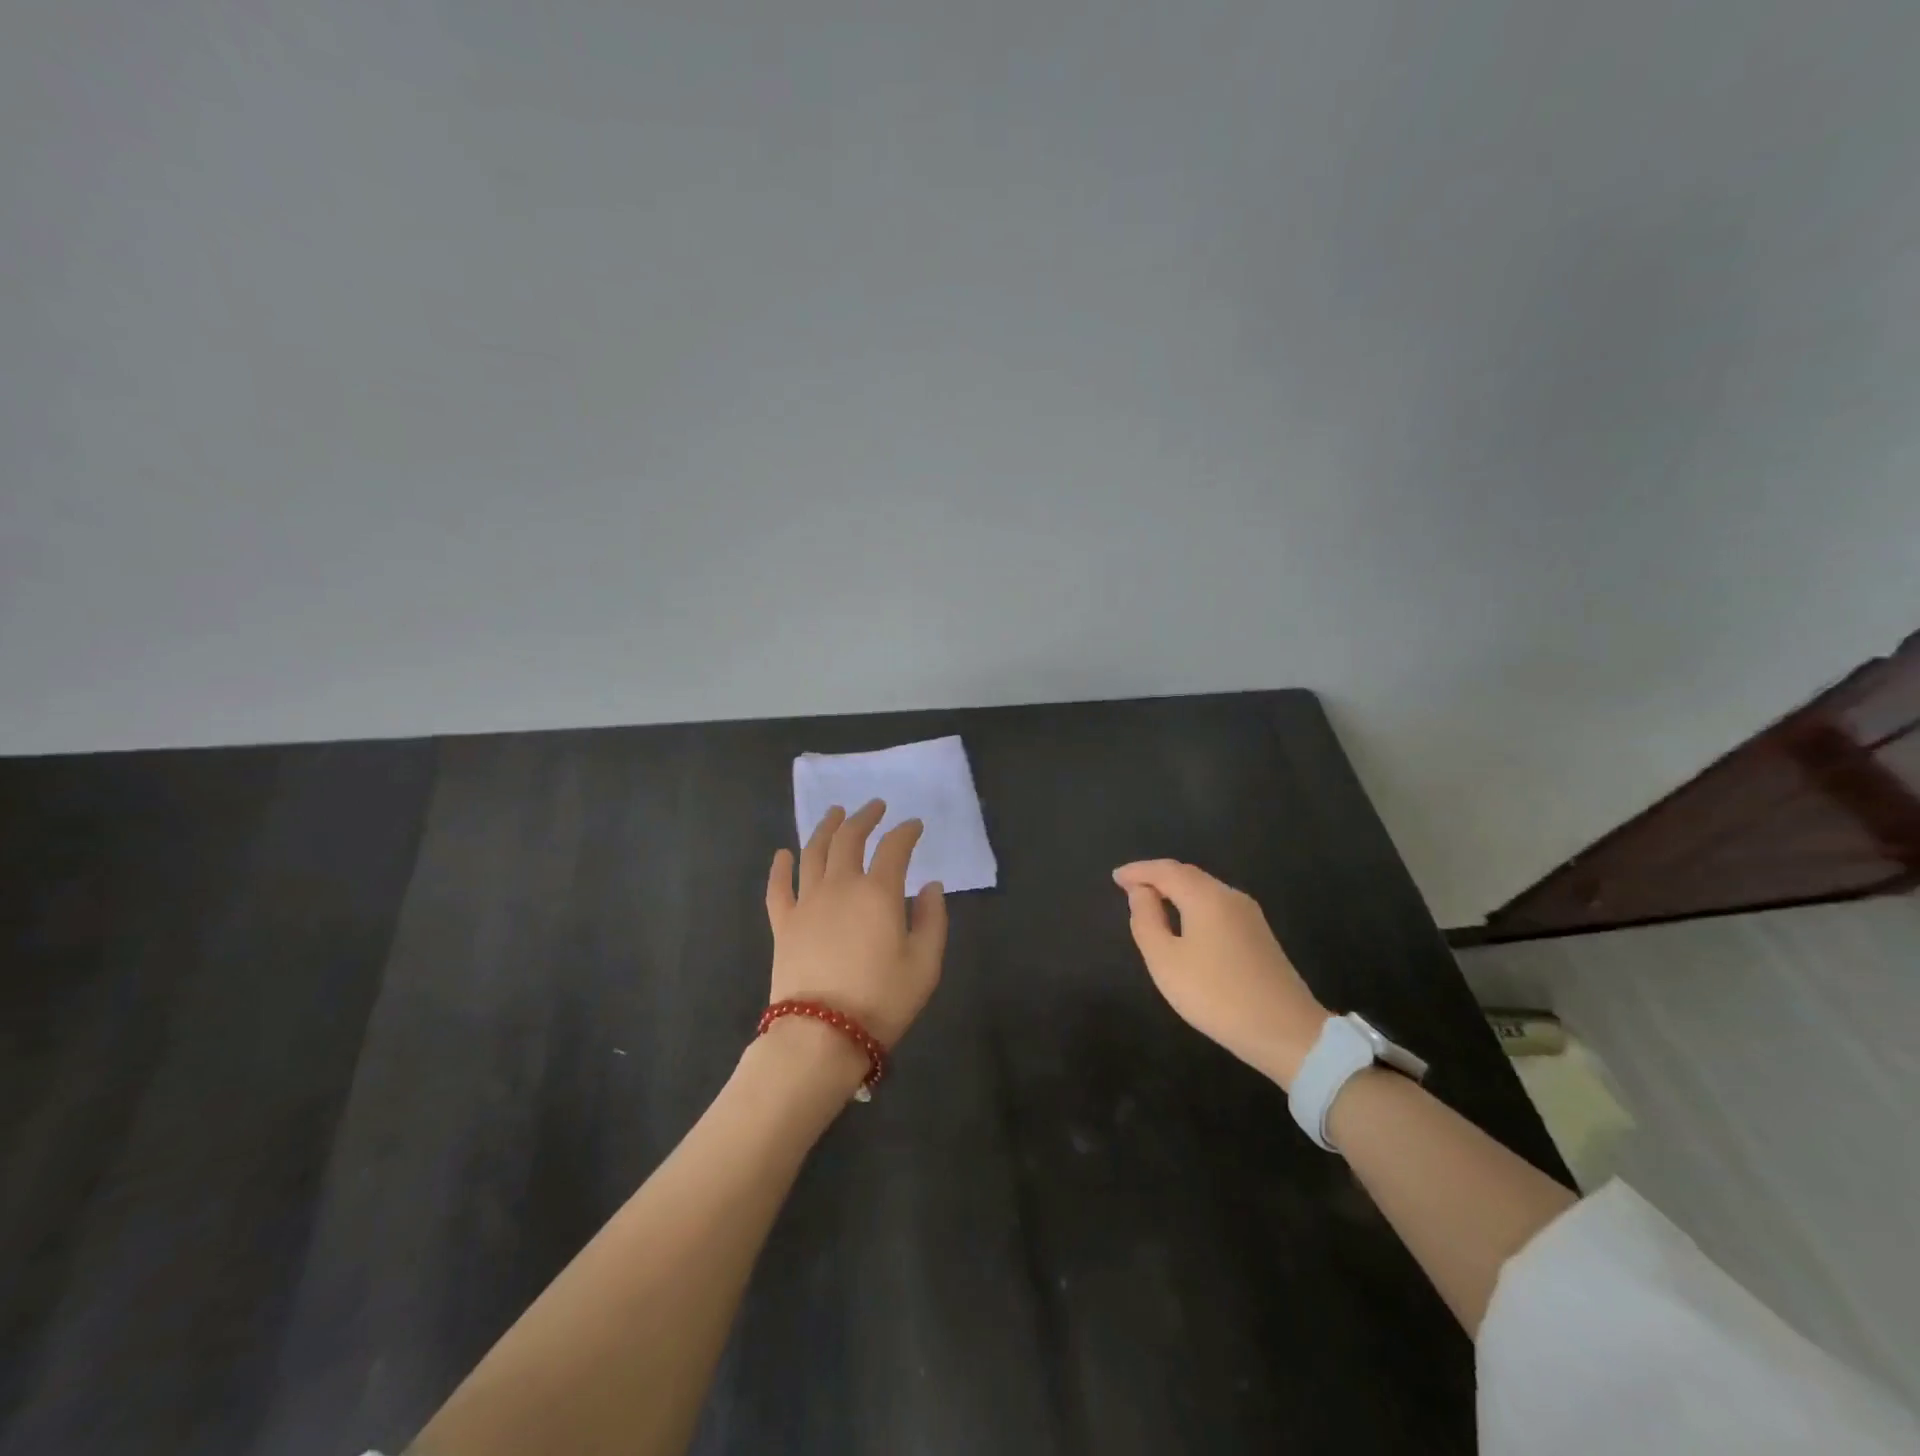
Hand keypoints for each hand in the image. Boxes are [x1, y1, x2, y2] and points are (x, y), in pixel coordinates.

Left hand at [765, 800, 947, 1049]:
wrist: (821, 1036)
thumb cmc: (882, 1000)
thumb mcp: (925, 964)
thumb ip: (933, 919)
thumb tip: (931, 886)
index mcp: (878, 892)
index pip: (895, 848)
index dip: (906, 832)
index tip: (915, 825)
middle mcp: (841, 886)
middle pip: (850, 838)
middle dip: (865, 817)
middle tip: (875, 806)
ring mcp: (807, 902)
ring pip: (814, 852)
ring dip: (826, 827)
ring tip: (835, 813)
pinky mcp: (784, 924)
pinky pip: (778, 887)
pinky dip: (780, 867)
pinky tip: (783, 854)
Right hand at [1113, 860, 1328, 1088]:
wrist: (1286, 1032)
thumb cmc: (1216, 995)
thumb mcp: (1165, 961)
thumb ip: (1146, 920)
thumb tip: (1141, 892)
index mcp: (1206, 896)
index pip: (1165, 870)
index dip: (1138, 871)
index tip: (1115, 877)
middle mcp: (1230, 896)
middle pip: (1187, 875)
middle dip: (1156, 876)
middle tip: (1129, 886)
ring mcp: (1249, 915)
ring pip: (1204, 889)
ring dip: (1175, 890)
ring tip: (1151, 901)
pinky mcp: (1259, 934)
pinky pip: (1217, 905)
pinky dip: (1192, 903)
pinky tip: (1184, 921)